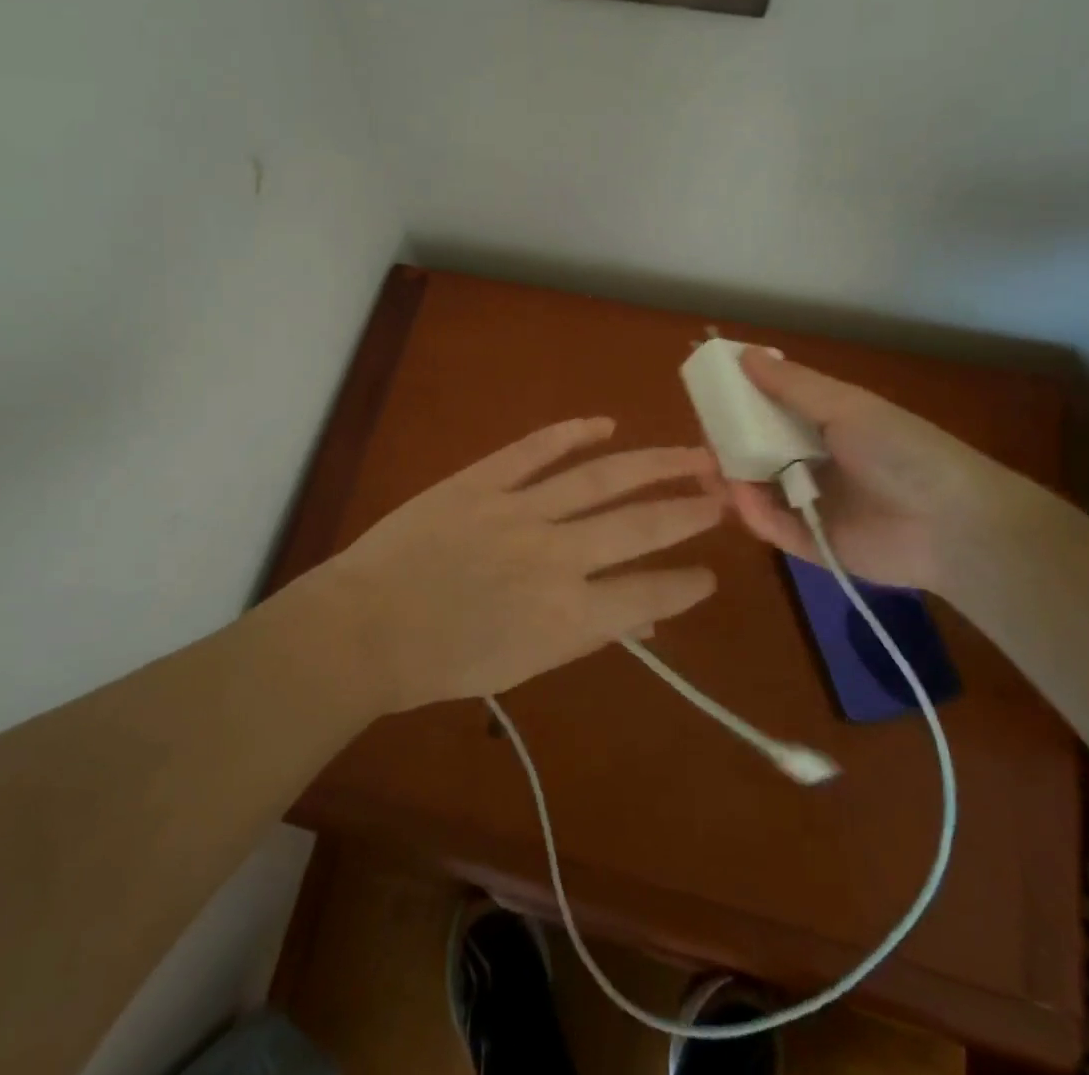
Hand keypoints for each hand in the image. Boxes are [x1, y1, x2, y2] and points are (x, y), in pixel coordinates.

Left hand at [315, 418, 723, 711]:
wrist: (366, 628)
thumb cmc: (442, 662)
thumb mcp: (525, 665)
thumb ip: (586, 633)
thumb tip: (642, 614)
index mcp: (568, 616)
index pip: (648, 593)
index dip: (687, 584)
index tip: (710, 573)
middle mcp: (557, 556)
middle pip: (640, 525)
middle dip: (688, 510)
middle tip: (722, 496)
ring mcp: (519, 510)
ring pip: (600, 478)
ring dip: (652, 463)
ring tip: (691, 454)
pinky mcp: (482, 480)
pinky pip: (535, 449)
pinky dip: (572, 432)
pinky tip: (604, 423)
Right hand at [723, 348, 1033, 594]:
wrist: (951, 524)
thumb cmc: (900, 450)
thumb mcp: (846, 406)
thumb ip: (791, 385)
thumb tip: (743, 353)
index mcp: (825, 426)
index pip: (770, 412)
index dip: (739, 404)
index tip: (708, 397)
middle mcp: (814, 462)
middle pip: (758, 452)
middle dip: (727, 446)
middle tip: (700, 441)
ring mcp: (810, 503)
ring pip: (758, 489)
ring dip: (731, 479)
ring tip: (707, 472)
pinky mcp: (809, 542)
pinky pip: (771, 524)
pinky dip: (753, 511)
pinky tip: (741, 497)